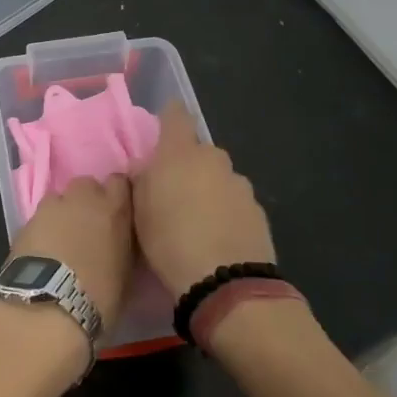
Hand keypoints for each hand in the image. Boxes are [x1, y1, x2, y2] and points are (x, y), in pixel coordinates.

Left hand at [9, 176, 136, 330]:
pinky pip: (39, 219)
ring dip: (62, 214)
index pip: (119, 182)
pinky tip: (42, 252)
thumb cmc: (99, 296)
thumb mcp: (126, 271)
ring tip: (61, 240)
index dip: (116, 196)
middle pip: (86, 185)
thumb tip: (117, 242)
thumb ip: (122, 244)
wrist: (49, 307)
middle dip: (86, 201)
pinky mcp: (25, 222)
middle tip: (87, 227)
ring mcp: (51, 207)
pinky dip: (42, 230)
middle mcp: (83, 198)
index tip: (116, 213)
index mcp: (114, 208)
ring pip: (59, 199)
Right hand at [133, 103, 275, 295]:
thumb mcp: (138, 212)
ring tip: (198, 223)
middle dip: (188, 166)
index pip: (176, 115)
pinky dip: (226, 212)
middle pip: (199, 151)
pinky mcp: (257, 209)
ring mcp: (240, 183)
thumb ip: (141, 181)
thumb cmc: (169, 240)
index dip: (169, 120)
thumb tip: (144, 167)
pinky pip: (235, 202)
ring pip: (219, 177)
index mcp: (180, 152)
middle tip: (174, 195)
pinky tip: (218, 239)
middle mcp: (213, 158)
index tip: (162, 135)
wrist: (224, 281)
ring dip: (209, 190)